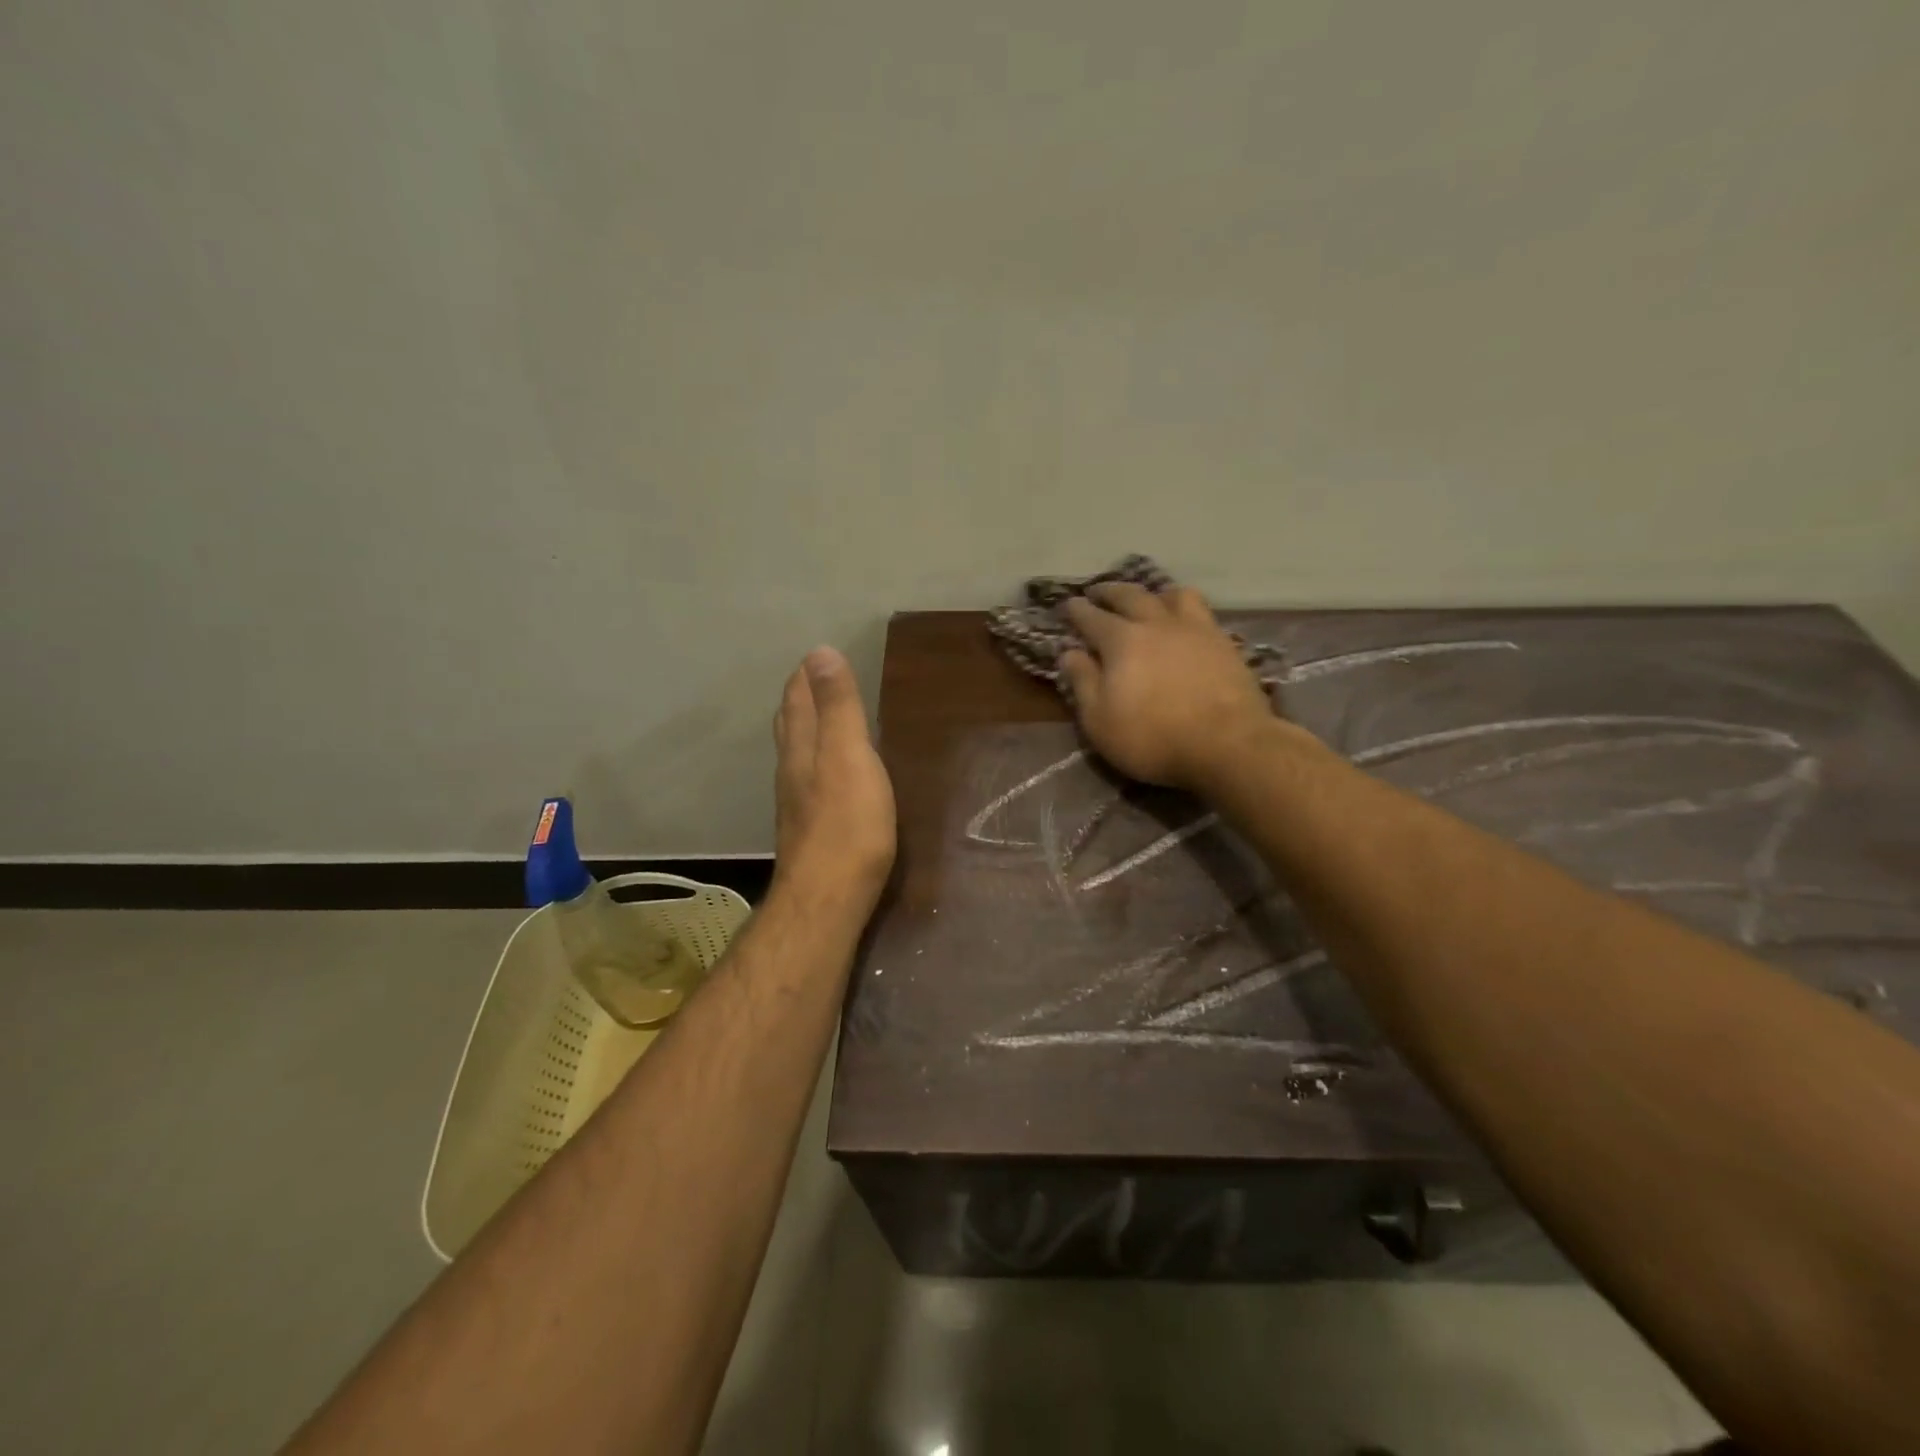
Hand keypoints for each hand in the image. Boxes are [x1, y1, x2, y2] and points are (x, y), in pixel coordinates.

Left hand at [772, 647, 896, 906]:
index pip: (799, 701)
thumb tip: (819, 652)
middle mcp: (792, 771)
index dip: (806, 678)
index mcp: (803, 749)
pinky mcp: (807, 830)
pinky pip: (806, 781)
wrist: (827, 897)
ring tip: (814, 718)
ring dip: (802, 730)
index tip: (812, 656)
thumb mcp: (850, 755)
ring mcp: (796, 803)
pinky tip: (823, 774)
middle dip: (798, 700)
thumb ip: (838, 707)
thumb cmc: (848, 823)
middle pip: (790, 726)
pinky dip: (812, 761)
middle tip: (808, 680)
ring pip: (794, 755)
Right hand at [1062, 584, 1282, 790]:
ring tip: (1148, 599)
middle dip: (1110, 592)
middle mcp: (1156, 624)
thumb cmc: (1152, 737)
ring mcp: (1194, 629)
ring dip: (1153, 593)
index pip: (1092, 617)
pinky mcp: (1224, 642)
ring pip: (1172, 595)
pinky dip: (1184, 608)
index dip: (1078, 610)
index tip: (1069, 604)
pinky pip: (1201, 611)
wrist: (1228, 744)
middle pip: (1130, 596)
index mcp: (1121, 641)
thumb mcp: (1100, 720)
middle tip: (1098, 591)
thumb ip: (1083, 682)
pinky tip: (1185, 621)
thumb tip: (1069, 653)